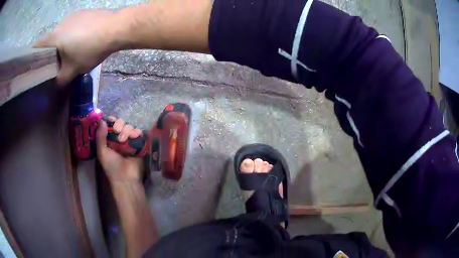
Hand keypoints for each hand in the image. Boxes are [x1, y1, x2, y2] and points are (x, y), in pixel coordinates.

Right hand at [34, 9, 117, 84]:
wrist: (115, 28)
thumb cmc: (90, 49)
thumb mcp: (73, 70)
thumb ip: (61, 79)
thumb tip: (56, 83)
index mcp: (54, 36)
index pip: (37, 46)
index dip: (34, 56)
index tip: (35, 65)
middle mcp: (61, 23)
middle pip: (50, 40)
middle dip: (51, 52)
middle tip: (57, 63)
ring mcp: (73, 15)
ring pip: (62, 32)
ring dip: (63, 42)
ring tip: (71, 52)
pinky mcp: (84, 12)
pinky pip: (73, 25)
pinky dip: (73, 34)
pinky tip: (82, 40)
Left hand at [96, 116, 143, 183]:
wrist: (125, 178)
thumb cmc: (111, 166)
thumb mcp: (102, 152)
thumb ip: (100, 136)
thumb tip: (102, 120)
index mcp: (110, 139)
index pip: (111, 124)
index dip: (112, 120)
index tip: (111, 121)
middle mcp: (120, 137)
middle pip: (121, 122)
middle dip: (119, 125)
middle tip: (117, 132)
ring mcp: (130, 140)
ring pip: (130, 126)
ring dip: (126, 130)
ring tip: (124, 140)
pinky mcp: (139, 144)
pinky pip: (139, 133)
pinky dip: (136, 132)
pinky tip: (134, 137)